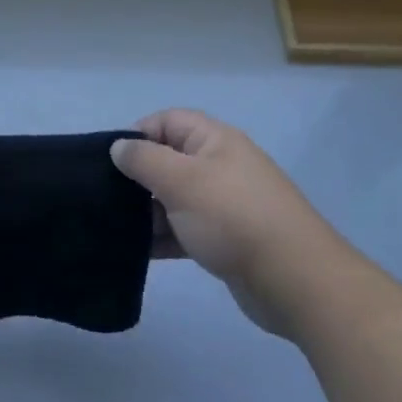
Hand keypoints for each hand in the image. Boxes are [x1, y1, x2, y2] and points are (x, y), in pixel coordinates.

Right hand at [115, 109, 343, 338]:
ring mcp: (225, 204)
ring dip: (147, 211)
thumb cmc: (233, 217)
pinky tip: (138, 252)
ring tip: (115, 229)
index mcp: (214, 140)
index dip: (137, 135)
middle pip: (169, 159)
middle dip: (138, 177)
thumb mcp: (181, 181)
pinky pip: (186, 229)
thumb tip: (119, 146)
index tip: (111, 162)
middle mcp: (220, 165)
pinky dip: (164, 237)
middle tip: (107, 198)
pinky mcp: (226, 239)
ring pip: (175, 198)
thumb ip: (144, 160)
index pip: (168, 121)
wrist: (294, 280)